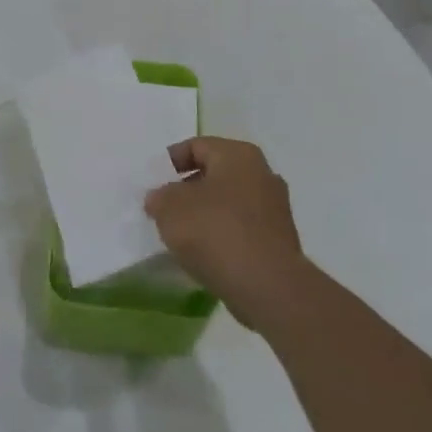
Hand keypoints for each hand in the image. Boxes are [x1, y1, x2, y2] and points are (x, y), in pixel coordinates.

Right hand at [145, 137, 309, 332]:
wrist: (266, 285)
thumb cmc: (215, 231)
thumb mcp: (169, 207)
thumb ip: (160, 197)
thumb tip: (161, 198)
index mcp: (238, 155)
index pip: (196, 146)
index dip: (170, 162)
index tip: (152, 183)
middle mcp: (262, 173)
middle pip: (215, 174)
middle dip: (187, 189)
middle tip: (164, 208)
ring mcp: (275, 208)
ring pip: (228, 202)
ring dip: (204, 214)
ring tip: (180, 234)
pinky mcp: (278, 240)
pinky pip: (240, 228)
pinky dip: (221, 235)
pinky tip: (203, 253)